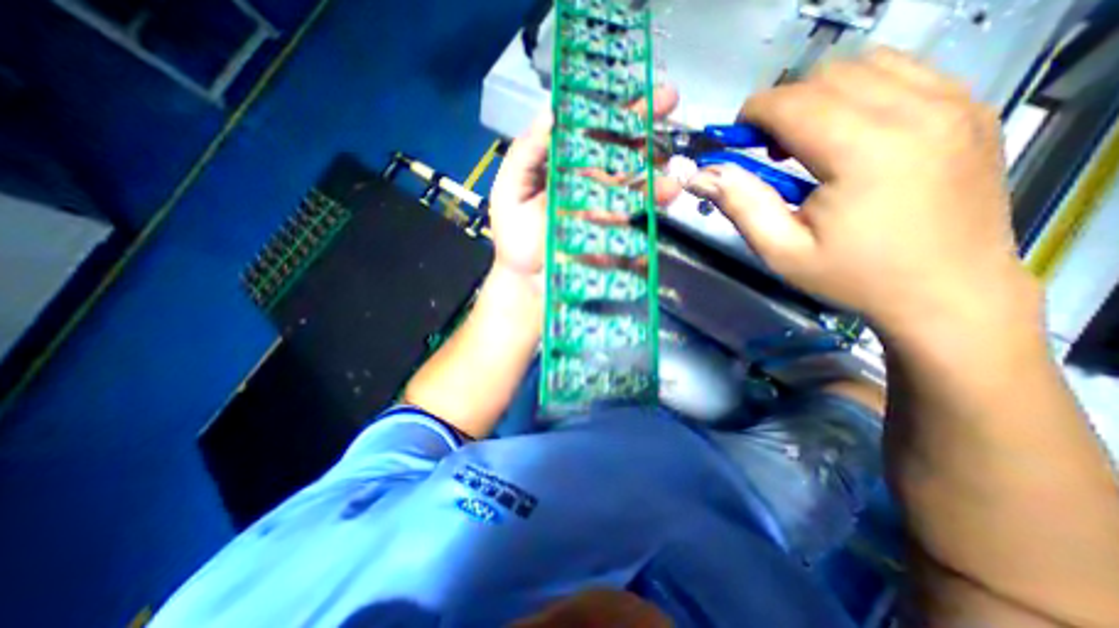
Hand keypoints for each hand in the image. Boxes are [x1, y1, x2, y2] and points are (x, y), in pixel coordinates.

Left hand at [491, 82, 685, 284]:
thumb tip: (552, 112)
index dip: (608, 108)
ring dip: (654, 163)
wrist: (530, 283)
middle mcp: (587, 181)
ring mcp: (605, 206)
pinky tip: (669, 190)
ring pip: (633, 176)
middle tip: (670, 97)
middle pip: (617, 146)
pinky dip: (655, 199)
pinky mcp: (616, 230)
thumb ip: (526, 154)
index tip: (630, 86)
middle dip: (642, 122)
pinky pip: (638, 210)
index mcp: (562, 168)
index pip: (588, 130)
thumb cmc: (516, 239)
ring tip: (671, 156)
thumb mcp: (509, 192)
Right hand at [693, 49, 1039, 337]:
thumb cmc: (854, 277)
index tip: (737, 139)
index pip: (793, 102)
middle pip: (827, 75)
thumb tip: (703, 175)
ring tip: (810, 141)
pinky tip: (851, 133)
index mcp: (865, 151)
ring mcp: (955, 103)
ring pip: (867, 63)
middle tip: (771, 149)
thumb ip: (740, 206)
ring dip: (822, 95)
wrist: (949, 293)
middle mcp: (918, 110)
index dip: (753, 113)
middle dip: (785, 104)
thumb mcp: (782, 251)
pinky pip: (906, 72)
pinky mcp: (971, 109)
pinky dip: (863, 92)